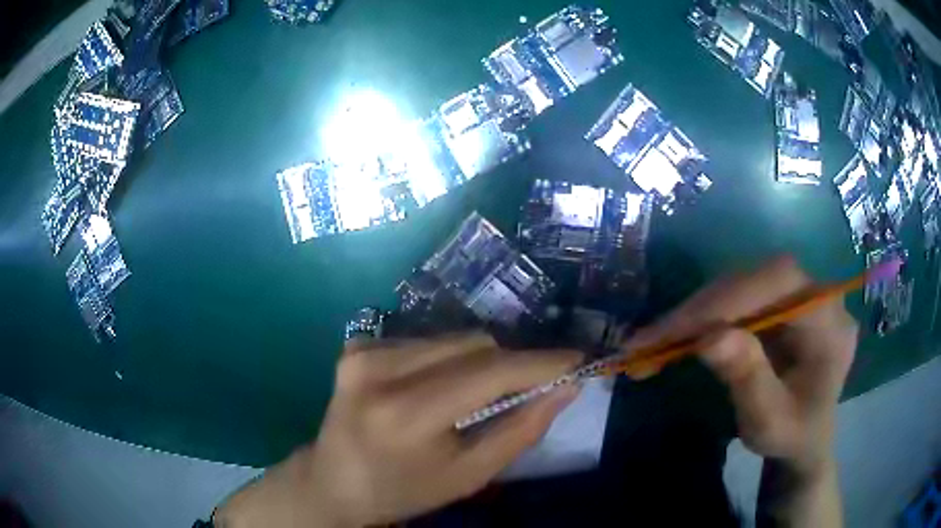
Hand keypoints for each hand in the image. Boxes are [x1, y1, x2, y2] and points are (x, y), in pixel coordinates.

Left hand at [215, 333, 581, 527]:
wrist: (332, 481)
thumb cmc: (402, 490)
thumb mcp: (468, 476)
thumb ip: (520, 431)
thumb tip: (565, 388)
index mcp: (405, 414)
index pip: (489, 373)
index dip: (539, 364)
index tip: (576, 358)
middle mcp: (379, 369)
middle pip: (473, 345)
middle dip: (510, 365)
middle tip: (527, 389)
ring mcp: (363, 351)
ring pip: (453, 339)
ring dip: (479, 363)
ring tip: (474, 398)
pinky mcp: (358, 345)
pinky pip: (427, 341)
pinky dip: (447, 361)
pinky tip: (436, 390)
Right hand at [625, 256, 857, 471]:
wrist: (803, 440)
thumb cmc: (791, 438)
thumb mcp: (770, 422)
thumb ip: (749, 380)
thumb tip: (709, 338)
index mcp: (830, 321)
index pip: (781, 281)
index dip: (731, 297)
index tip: (680, 328)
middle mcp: (818, 296)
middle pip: (757, 278)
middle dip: (703, 307)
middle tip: (652, 338)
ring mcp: (798, 296)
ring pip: (742, 283)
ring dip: (697, 311)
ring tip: (657, 340)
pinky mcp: (780, 304)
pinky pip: (740, 298)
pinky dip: (705, 316)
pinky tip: (680, 335)